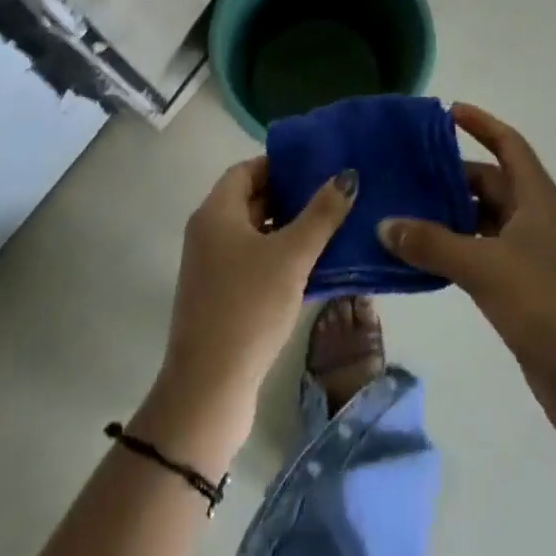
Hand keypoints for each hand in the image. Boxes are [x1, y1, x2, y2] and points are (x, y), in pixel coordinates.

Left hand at [132, 158, 356, 471]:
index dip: (280, 165)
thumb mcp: (291, 256)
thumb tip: (347, 176)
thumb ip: (321, 214)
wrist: (209, 389)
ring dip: (289, 229)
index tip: (317, 168)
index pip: (247, 169)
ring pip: (254, 233)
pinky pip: (253, 262)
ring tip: (332, 227)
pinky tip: (314, 268)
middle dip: (290, 197)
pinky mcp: (221, 297)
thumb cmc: (248, 308)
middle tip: (332, 195)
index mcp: (216, 212)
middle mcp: (208, 233)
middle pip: (251, 199)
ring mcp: (212, 267)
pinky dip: (280, 258)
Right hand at [378, 103, 555, 441]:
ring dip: (452, 215)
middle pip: (492, 181)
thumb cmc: (543, 303)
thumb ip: (432, 243)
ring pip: (487, 219)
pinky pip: (486, 251)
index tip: (448, 111)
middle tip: (409, 172)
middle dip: (453, 176)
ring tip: (407, 211)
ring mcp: (534, 253)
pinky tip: (426, 256)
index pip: (508, 144)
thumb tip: (385, 224)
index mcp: (539, 197)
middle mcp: (538, 217)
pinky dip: (459, 247)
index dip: (481, 124)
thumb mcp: (483, 266)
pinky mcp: (527, 286)